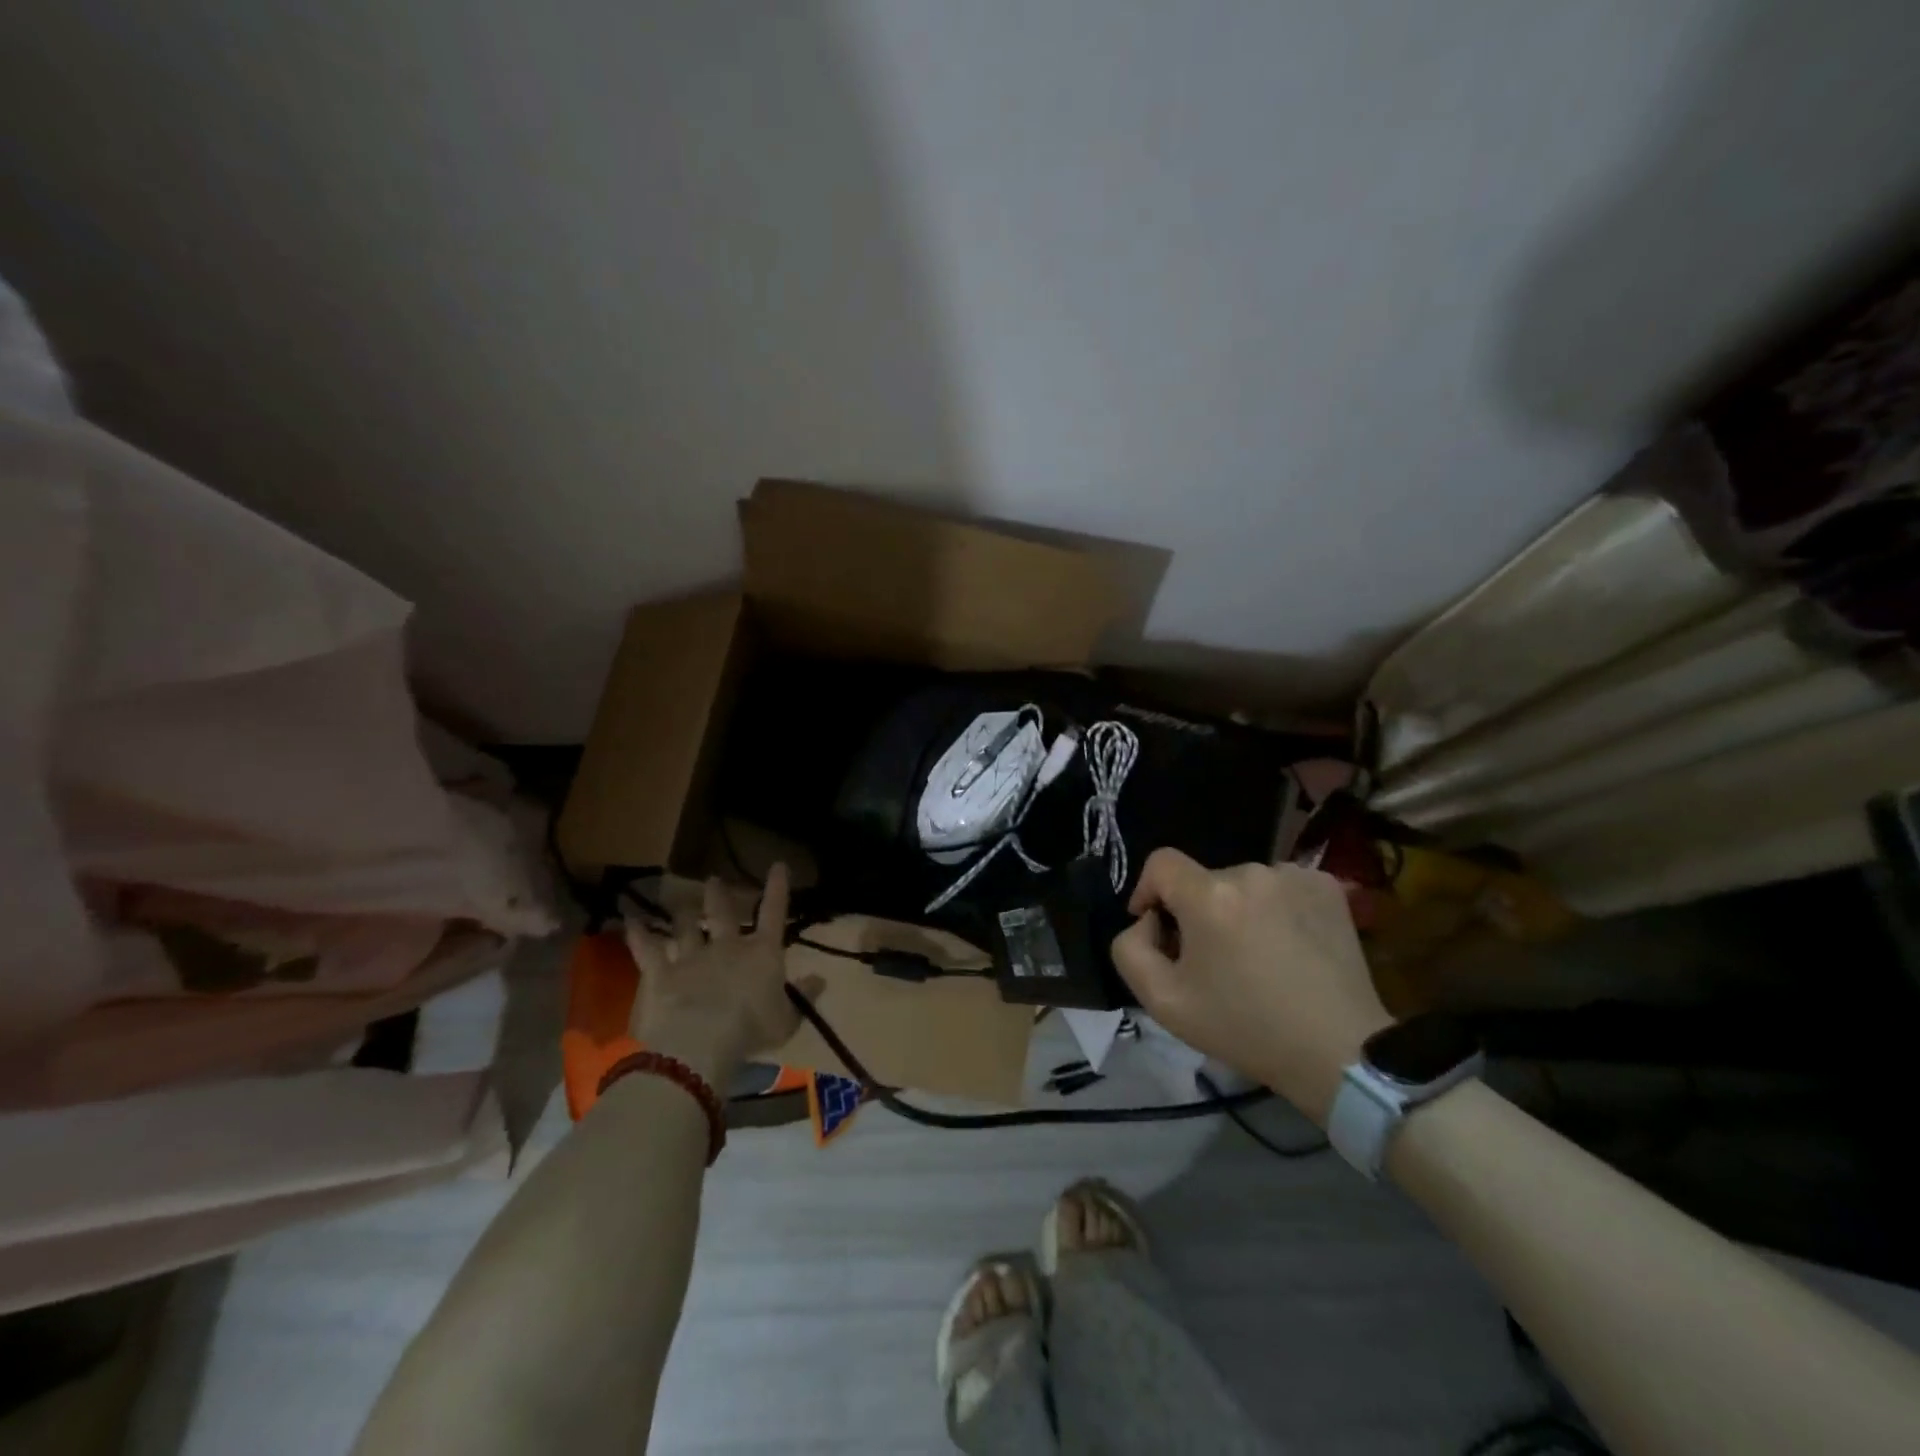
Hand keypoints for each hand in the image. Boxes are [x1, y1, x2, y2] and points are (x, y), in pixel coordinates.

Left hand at [623, 865, 813, 1088]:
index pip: (774, 913)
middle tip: (714, 879)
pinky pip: (646, 948)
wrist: (701, 1041)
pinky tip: (630, 920)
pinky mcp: (660, 972)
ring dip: (683, 913)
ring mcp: (691, 956)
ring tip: (679, 901)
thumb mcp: (787, 1021)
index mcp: (762, 954)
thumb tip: (821, 979)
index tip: (778, 865)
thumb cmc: (751, 1032)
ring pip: (686, 926)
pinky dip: (638, 933)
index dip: (777, 888)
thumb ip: (803, 998)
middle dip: (720, 895)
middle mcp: (727, 946)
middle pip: (723, 913)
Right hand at [1110, 850, 1392, 1125]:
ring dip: (1237, 910)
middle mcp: (1251, 872)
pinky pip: (1280, 887)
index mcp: (1209, 895)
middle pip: (1203, 880)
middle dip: (1197, 912)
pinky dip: (1275, 908)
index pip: (1160, 863)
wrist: (1339, 1052)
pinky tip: (1288, 946)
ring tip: (1255, 956)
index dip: (1148, 890)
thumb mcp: (1163, 1002)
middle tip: (1211, 960)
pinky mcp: (1327, 887)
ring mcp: (1294, 876)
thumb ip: (1130, 949)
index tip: (1157, 928)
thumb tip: (1147, 921)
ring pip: (1243, 885)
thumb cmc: (1245, 1028)